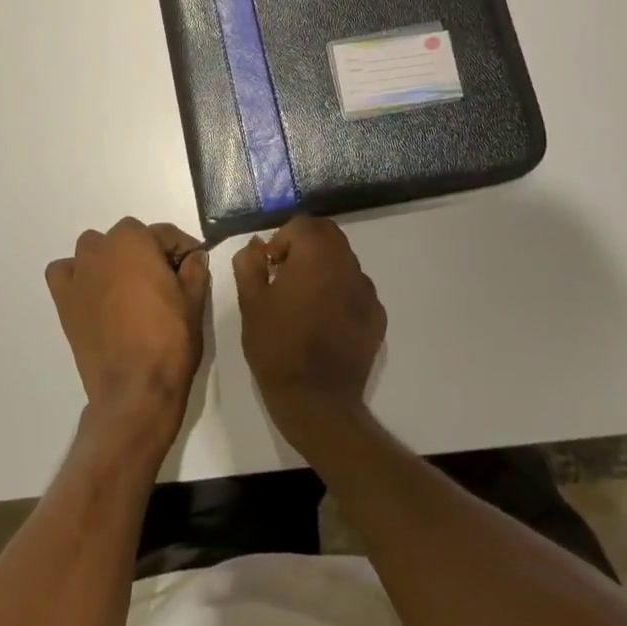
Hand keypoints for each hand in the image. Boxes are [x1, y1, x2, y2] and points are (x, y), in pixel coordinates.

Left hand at [46, 218, 208, 445]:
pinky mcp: (64, 299)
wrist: (135, 390)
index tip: (194, 263)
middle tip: (164, 280)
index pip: (164, 233)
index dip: (183, 247)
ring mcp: (79, 273)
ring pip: (94, 249)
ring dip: (111, 259)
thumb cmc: (169, 341)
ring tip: (128, 286)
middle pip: (128, 237)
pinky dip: (76, 276)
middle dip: (146, 252)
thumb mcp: (194, 301)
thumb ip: (195, 270)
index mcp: (135, 241)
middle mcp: (102, 248)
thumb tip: (194, 256)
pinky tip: (92, 293)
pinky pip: (64, 272)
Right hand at [233, 216, 385, 448]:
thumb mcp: (250, 302)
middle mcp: (347, 266)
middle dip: (305, 246)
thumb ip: (249, 263)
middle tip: (285, 275)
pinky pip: (356, 290)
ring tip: (304, 301)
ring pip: (344, 261)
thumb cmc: (277, 347)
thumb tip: (257, 246)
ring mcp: (367, 292)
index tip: (270, 266)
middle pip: (328, 236)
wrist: (316, 402)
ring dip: (323, 268)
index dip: (282, 239)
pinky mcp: (377, 317)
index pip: (303, 224)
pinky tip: (324, 321)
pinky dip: (340, 292)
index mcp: (316, 256)